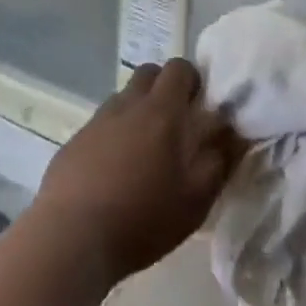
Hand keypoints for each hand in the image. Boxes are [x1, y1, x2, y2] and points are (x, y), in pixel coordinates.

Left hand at [33, 59, 242, 283]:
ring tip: (142, 153)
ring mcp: (96, 121)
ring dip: (136, 112)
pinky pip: (99, 126)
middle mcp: (127, 104)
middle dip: (163, 87)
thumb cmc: (143, 217)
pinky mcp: (73, 142)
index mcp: (161, 110)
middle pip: (148, 73)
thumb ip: (219, 161)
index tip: (199, 105)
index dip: (191, 79)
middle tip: (173, 123)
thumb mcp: (196, 199)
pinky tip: (111, 174)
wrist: (72, 238)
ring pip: (122, 98)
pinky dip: (111, 137)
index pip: (178, 67)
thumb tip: (234, 134)